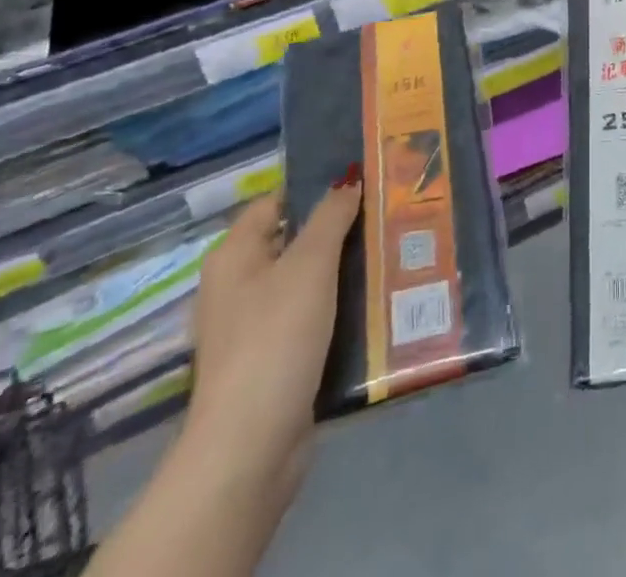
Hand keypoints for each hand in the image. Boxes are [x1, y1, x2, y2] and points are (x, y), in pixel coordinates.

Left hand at [179, 175, 361, 504]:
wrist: (251, 447)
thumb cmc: (275, 338)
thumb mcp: (310, 264)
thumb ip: (331, 216)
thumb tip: (348, 179)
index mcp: (234, 255)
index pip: (275, 202)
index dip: (315, 188)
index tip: (362, 181)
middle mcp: (237, 286)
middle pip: (293, 241)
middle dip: (338, 229)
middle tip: (385, 215)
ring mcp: (253, 327)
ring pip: (307, 282)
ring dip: (343, 271)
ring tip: (390, 253)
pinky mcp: (273, 361)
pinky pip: (311, 319)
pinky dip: (338, 310)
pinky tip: (374, 304)